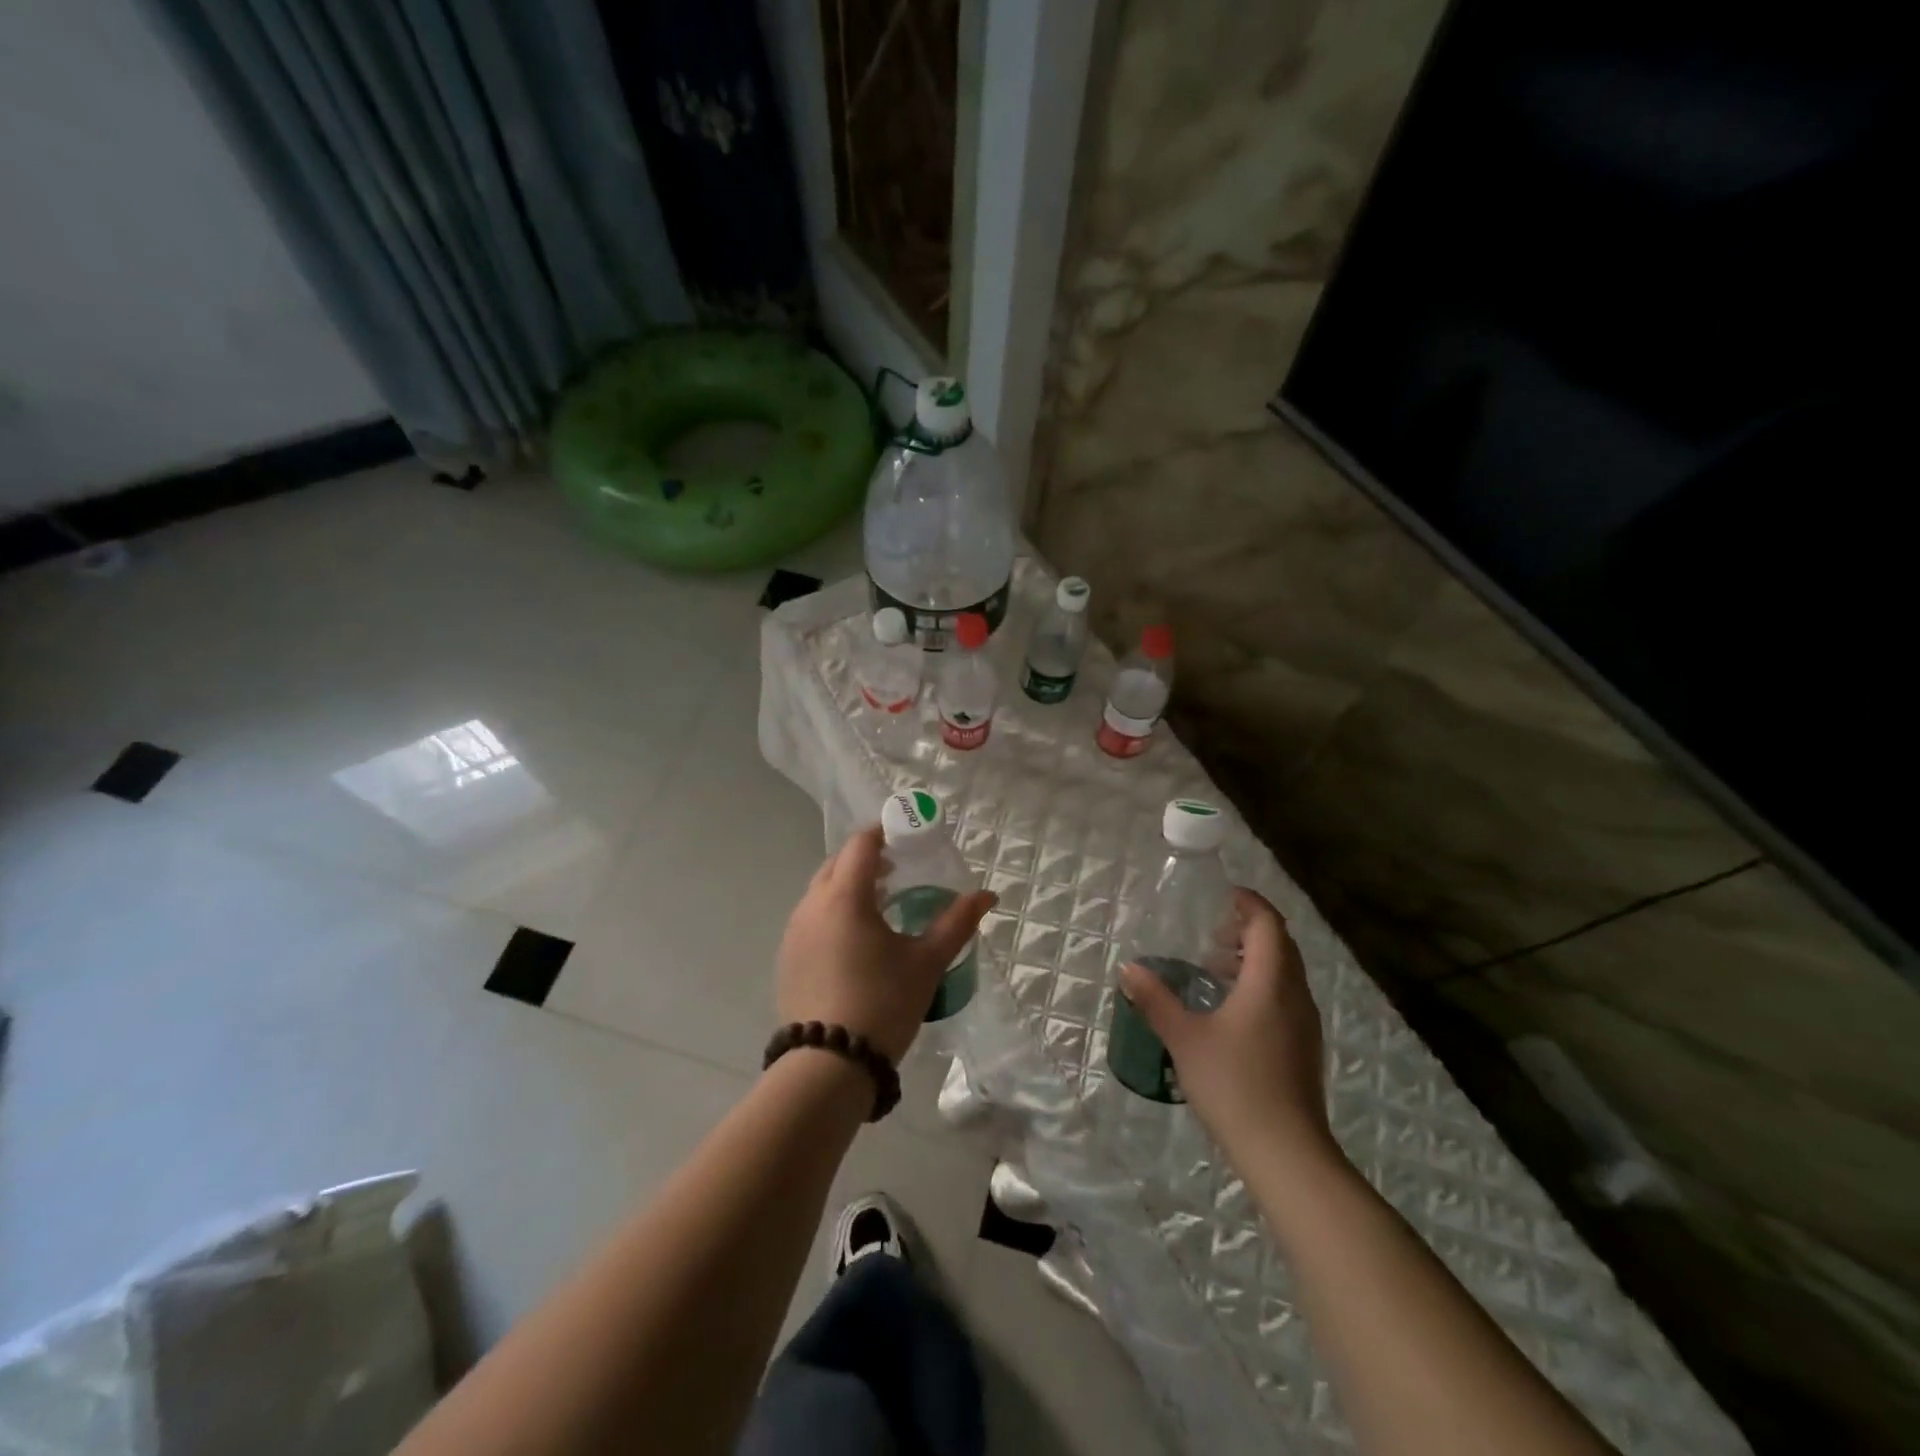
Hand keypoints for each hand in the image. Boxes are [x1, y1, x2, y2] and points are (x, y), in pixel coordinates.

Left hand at [777, 824, 996, 1062]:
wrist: (829, 1065)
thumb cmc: (883, 1003)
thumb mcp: (927, 962)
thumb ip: (957, 922)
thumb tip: (987, 895)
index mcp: (845, 896)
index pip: (861, 844)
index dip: (884, 832)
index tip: (907, 836)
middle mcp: (812, 905)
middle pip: (838, 862)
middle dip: (867, 857)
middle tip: (898, 869)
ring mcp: (794, 932)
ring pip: (822, 889)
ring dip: (849, 884)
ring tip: (881, 904)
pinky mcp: (787, 957)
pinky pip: (812, 916)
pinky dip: (834, 911)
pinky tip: (856, 939)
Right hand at [1119, 888, 1339, 1165]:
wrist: (1287, 1153)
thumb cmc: (1234, 1085)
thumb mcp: (1184, 1038)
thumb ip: (1155, 999)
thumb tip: (1129, 968)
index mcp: (1270, 982)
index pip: (1267, 923)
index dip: (1247, 902)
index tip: (1220, 895)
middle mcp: (1294, 995)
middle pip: (1280, 944)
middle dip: (1247, 930)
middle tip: (1210, 933)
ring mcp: (1304, 1023)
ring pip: (1285, 972)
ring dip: (1253, 960)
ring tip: (1213, 969)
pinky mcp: (1304, 1047)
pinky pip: (1285, 996)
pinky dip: (1261, 985)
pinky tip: (1229, 1011)